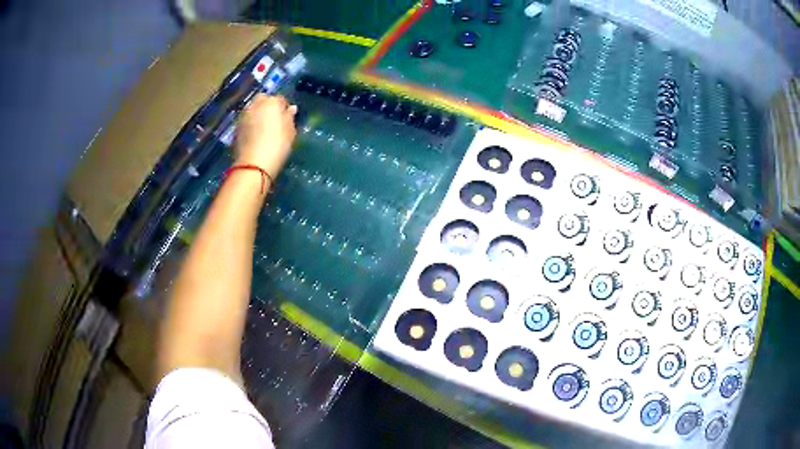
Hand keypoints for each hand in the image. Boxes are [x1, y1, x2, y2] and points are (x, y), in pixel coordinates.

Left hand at [235, 94, 297, 179]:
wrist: (253, 165)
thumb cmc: (277, 147)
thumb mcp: (290, 132)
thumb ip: (289, 118)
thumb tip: (291, 109)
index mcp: (271, 103)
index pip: (280, 99)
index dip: (284, 107)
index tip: (286, 117)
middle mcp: (256, 104)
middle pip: (263, 99)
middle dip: (268, 105)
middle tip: (273, 119)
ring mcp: (244, 115)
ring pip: (252, 108)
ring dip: (258, 113)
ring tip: (263, 127)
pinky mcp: (236, 127)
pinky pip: (246, 120)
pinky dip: (250, 123)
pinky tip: (254, 135)